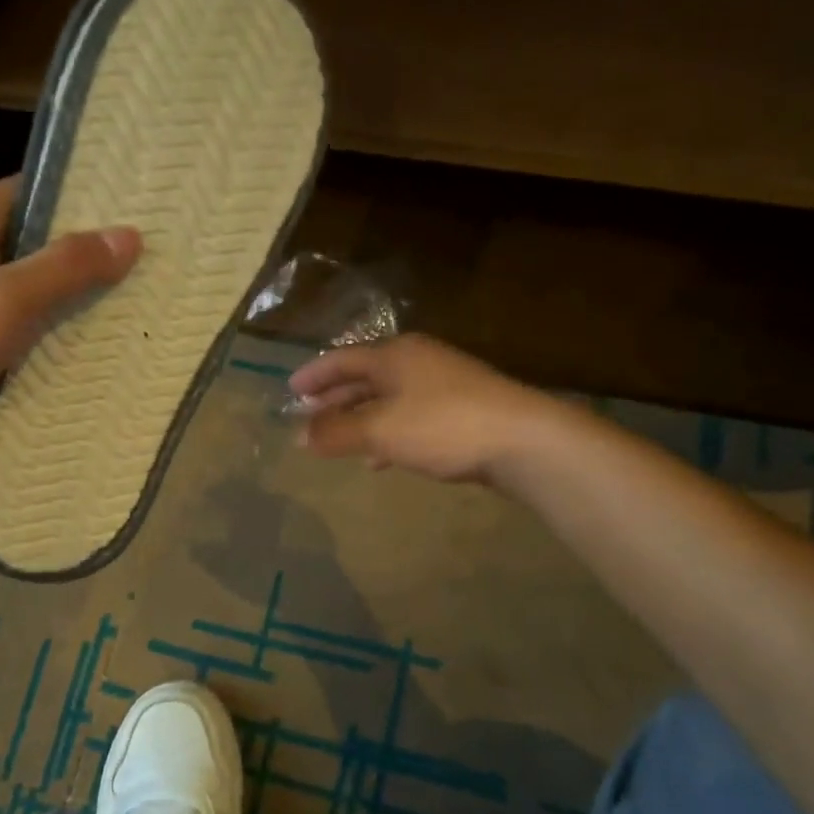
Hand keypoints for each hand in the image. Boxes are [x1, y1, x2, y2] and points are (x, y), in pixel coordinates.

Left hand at [0, 177, 140, 469]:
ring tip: (127, 311)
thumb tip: (130, 236)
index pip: (30, 194)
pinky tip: (86, 352)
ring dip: (66, 305)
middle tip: (141, 271)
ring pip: (25, 294)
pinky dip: (45, 340)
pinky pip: (14, 332)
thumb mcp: (7, 298)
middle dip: (82, 261)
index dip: (81, 203)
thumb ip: (67, 267)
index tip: (133, 218)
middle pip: (31, 246)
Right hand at [289, 333, 546, 483]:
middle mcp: (417, 362)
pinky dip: (387, 434)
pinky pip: (409, 418)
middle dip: (334, 400)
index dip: (314, 375)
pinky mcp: (460, 411)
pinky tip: (380, 458)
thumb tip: (298, 436)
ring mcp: (442, 385)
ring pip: (387, 400)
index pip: (342, 359)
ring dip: (359, 420)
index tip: (290, 390)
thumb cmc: (443, 426)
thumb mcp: (380, 430)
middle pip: (364, 378)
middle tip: (308, 418)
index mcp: (395, 355)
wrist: (523, 440)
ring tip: (336, 441)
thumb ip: (337, 432)